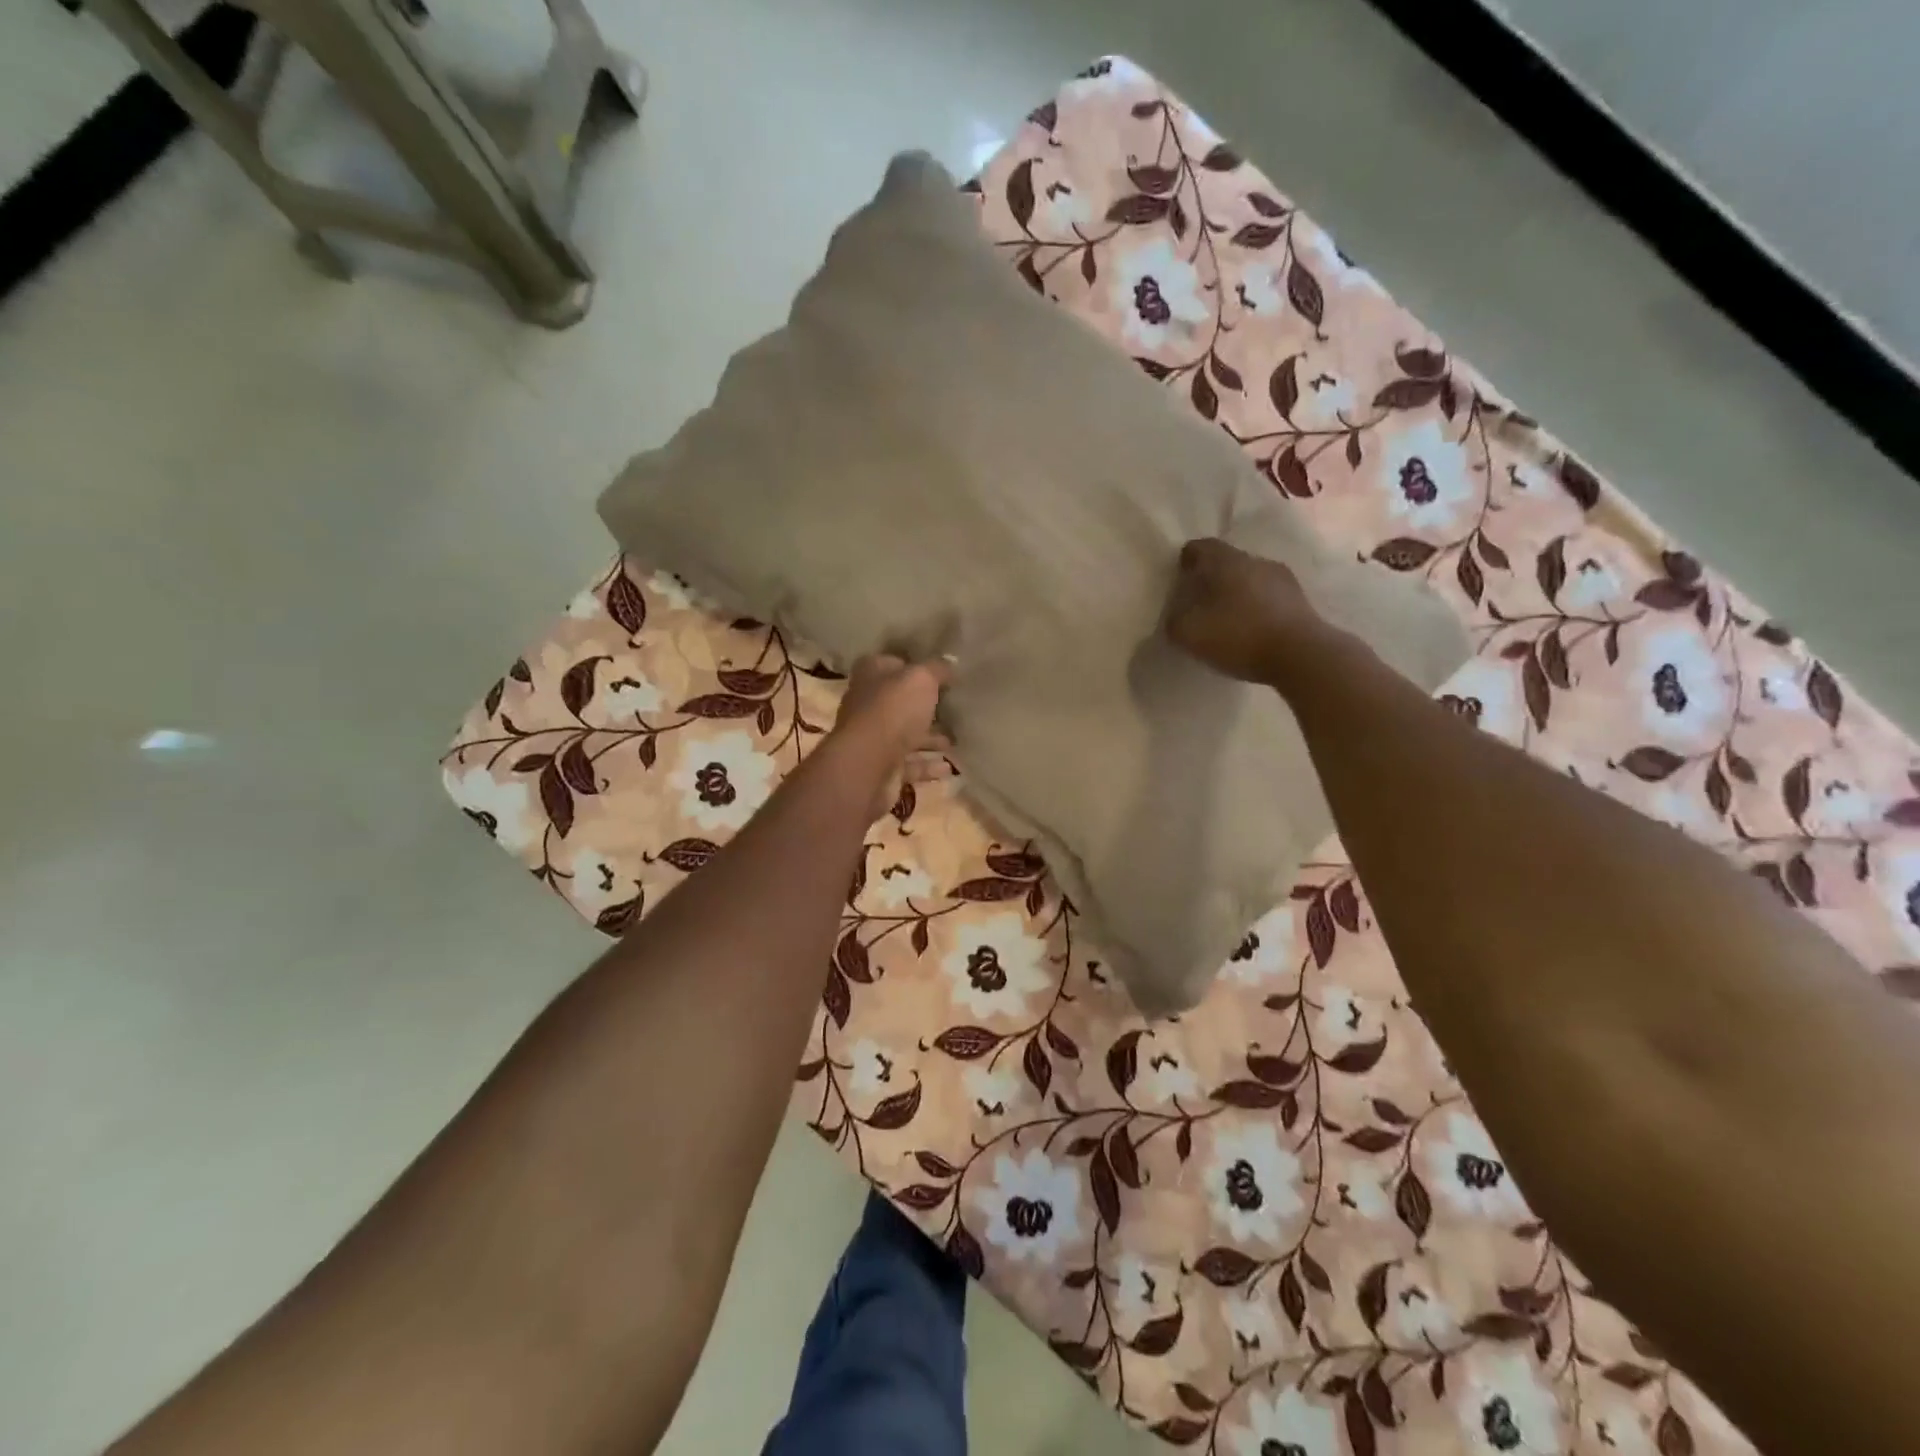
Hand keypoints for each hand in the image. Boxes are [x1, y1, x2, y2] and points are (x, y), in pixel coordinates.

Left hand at [828, 654, 951, 820]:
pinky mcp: (881, 768)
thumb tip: (950, 661)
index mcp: (871, 675)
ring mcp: (873, 738)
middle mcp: (868, 704)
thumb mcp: (921, 678)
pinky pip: (909, 765)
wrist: (867, 764)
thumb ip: (937, 669)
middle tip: (955, 708)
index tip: (944, 673)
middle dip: (926, 706)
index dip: (917, 666)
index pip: (894, 663)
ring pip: (906, 735)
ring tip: (958, 739)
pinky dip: (928, 766)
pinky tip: (949, 767)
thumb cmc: (893, 710)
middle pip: (901, 702)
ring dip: (930, 739)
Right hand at [1164, 538, 1327, 685]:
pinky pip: (1268, 598)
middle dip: (1211, 578)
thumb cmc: (1239, 636)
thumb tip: (1176, 615)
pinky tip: (1250, 630)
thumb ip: (1174, 620)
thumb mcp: (1189, 633)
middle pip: (1227, 562)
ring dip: (1236, 593)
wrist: (1301, 655)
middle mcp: (1255, 561)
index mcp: (1226, 561)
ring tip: (1225, 618)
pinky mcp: (1300, 601)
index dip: (1186, 560)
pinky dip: (1256, 608)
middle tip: (1198, 601)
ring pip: (1250, 579)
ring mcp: (1283, 579)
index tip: (1178, 579)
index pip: (1200, 547)